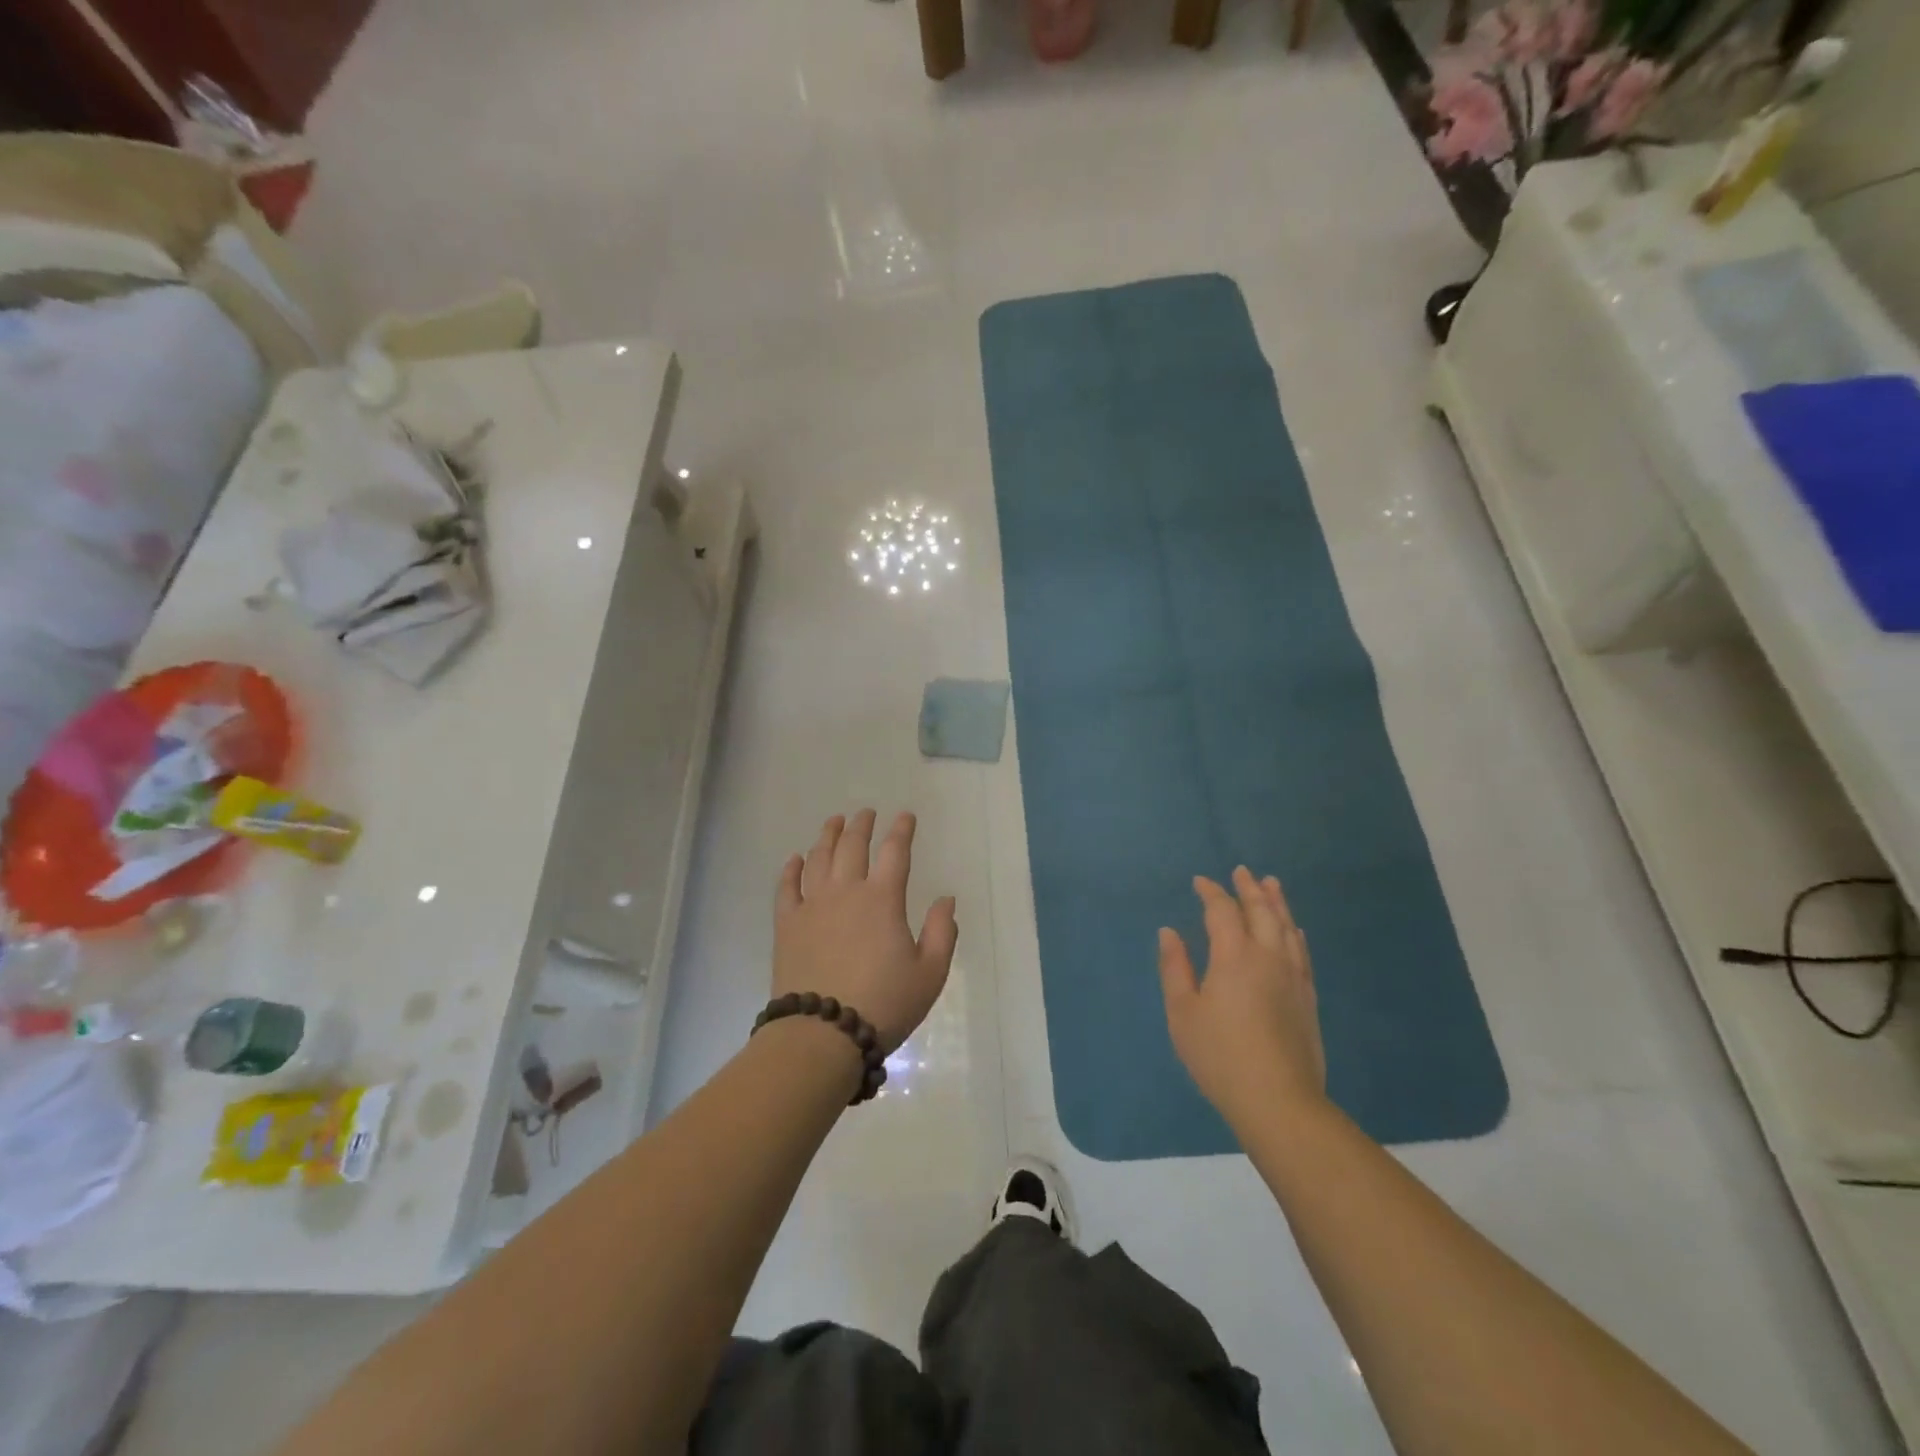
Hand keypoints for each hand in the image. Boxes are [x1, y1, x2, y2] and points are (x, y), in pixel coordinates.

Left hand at [773, 810, 958, 1052]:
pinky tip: (795, 859)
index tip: (905, 816)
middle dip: (862, 825)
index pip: (895, 852)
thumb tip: (946, 899)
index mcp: (883, 899)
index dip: (902, 830)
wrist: (823, 1033)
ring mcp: (812, 905)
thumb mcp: (930, 973)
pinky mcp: (787, 924)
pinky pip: (787, 887)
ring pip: (819, 858)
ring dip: (828, 835)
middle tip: (867, 813)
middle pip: (853, 846)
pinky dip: (791, 869)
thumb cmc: (884, 1003)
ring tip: (835, 821)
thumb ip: (942, 932)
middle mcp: (846, 891)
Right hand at [1158, 867, 1327, 1126]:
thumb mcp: (1183, 1012)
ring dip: (1277, 903)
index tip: (1201, 882)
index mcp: (1234, 956)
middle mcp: (1268, 956)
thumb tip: (1169, 932)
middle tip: (1242, 871)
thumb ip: (1175, 968)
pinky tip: (1293, 930)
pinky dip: (1294, 932)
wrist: (1278, 1100)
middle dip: (1249, 889)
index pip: (1222, 911)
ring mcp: (1293, 976)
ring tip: (1271, 885)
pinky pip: (1302, 951)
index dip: (1211, 892)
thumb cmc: (1219, 1055)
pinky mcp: (1308, 997)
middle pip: (1261, 911)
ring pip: (1286, 927)